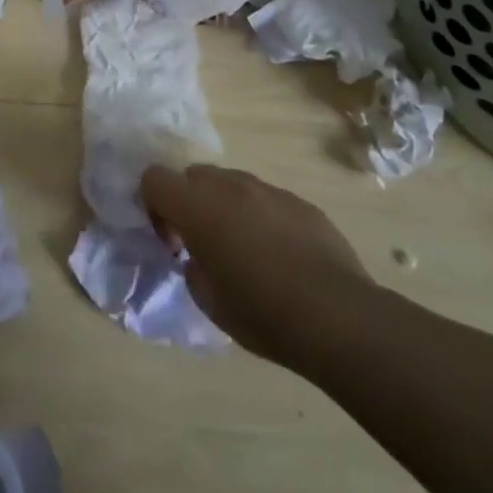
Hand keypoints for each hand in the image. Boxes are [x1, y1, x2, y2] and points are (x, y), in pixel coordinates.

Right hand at [141, 163, 374, 371]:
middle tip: (205, 245)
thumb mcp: (208, 301)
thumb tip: (200, 257)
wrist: (338, 317)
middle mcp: (230, 186)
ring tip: (247, 251)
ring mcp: (268, 190)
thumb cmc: (262, 312)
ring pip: (232, 184)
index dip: (154, 206)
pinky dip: (262, 218)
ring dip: (226, 208)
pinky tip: (282, 257)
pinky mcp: (301, 203)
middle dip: (191, 203)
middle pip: (194, 175)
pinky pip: (268, 200)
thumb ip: (193, 267)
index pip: (154, 178)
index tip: (173, 241)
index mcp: (198, 206)